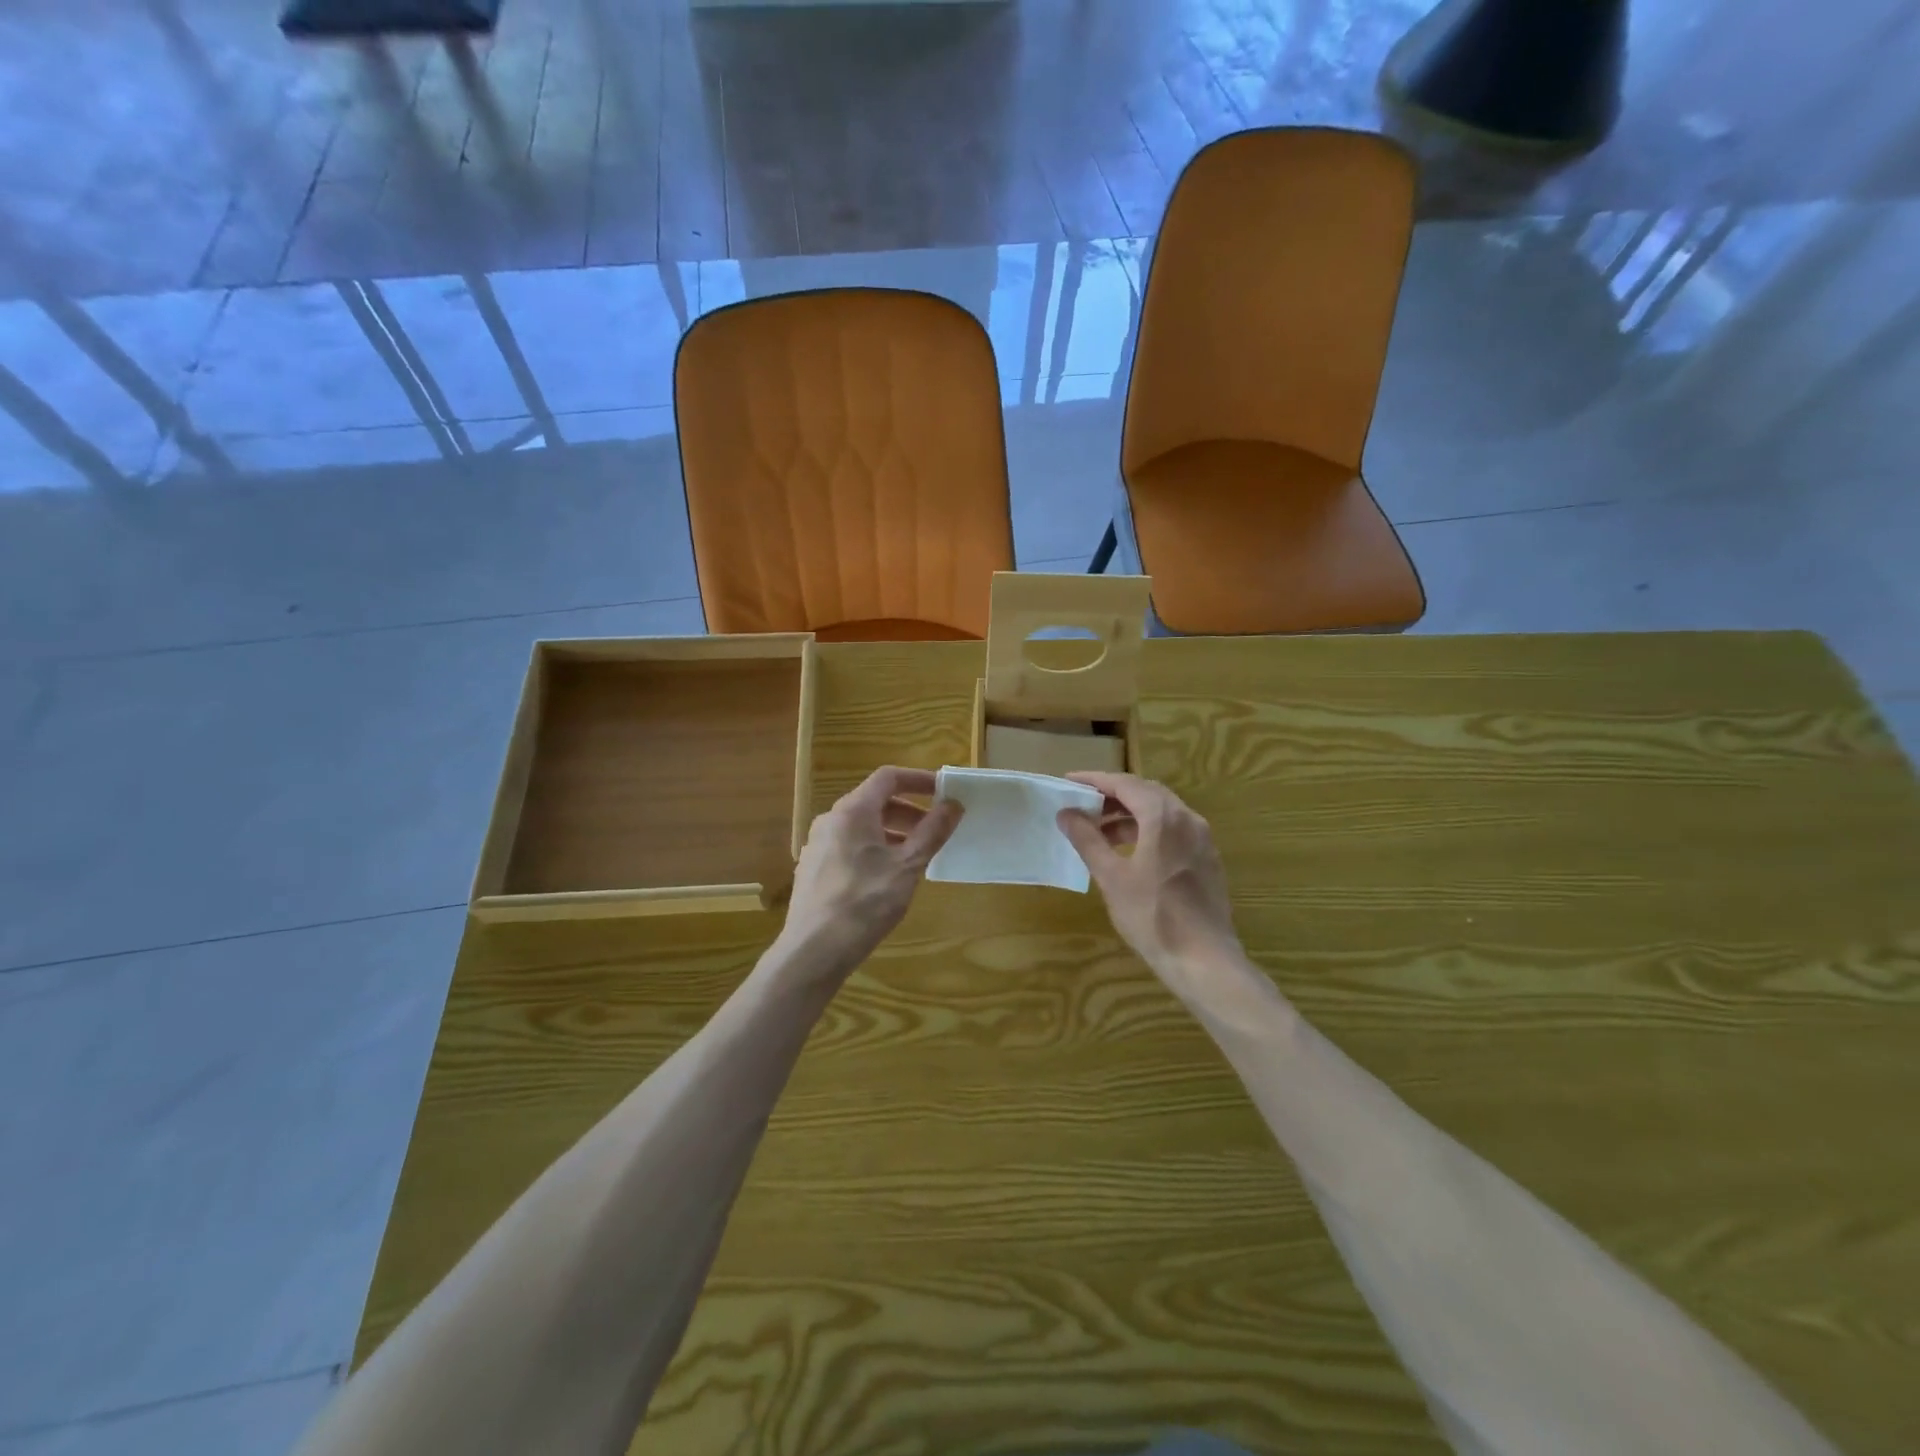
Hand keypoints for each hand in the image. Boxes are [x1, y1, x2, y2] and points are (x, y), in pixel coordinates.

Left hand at [774, 766, 961, 981]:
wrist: (814, 951)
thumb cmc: (865, 902)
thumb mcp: (907, 866)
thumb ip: (932, 832)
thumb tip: (953, 805)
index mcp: (852, 811)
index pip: (888, 777)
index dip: (918, 780)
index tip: (943, 792)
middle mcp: (830, 820)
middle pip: (874, 802)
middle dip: (908, 811)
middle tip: (935, 830)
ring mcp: (818, 845)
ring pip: (861, 826)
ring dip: (892, 832)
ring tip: (916, 856)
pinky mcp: (813, 869)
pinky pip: (848, 846)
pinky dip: (873, 849)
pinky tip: (887, 878)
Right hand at [1057, 772, 1241, 994]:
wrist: (1204, 960)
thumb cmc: (1152, 916)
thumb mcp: (1112, 877)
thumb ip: (1088, 840)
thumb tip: (1066, 814)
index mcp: (1164, 817)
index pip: (1125, 783)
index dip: (1095, 781)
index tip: (1069, 782)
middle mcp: (1188, 819)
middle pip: (1146, 793)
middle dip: (1113, 796)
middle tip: (1083, 805)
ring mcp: (1202, 839)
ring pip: (1162, 812)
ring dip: (1130, 815)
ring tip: (1101, 832)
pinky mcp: (1207, 859)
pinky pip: (1174, 830)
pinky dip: (1148, 830)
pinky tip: (1130, 852)